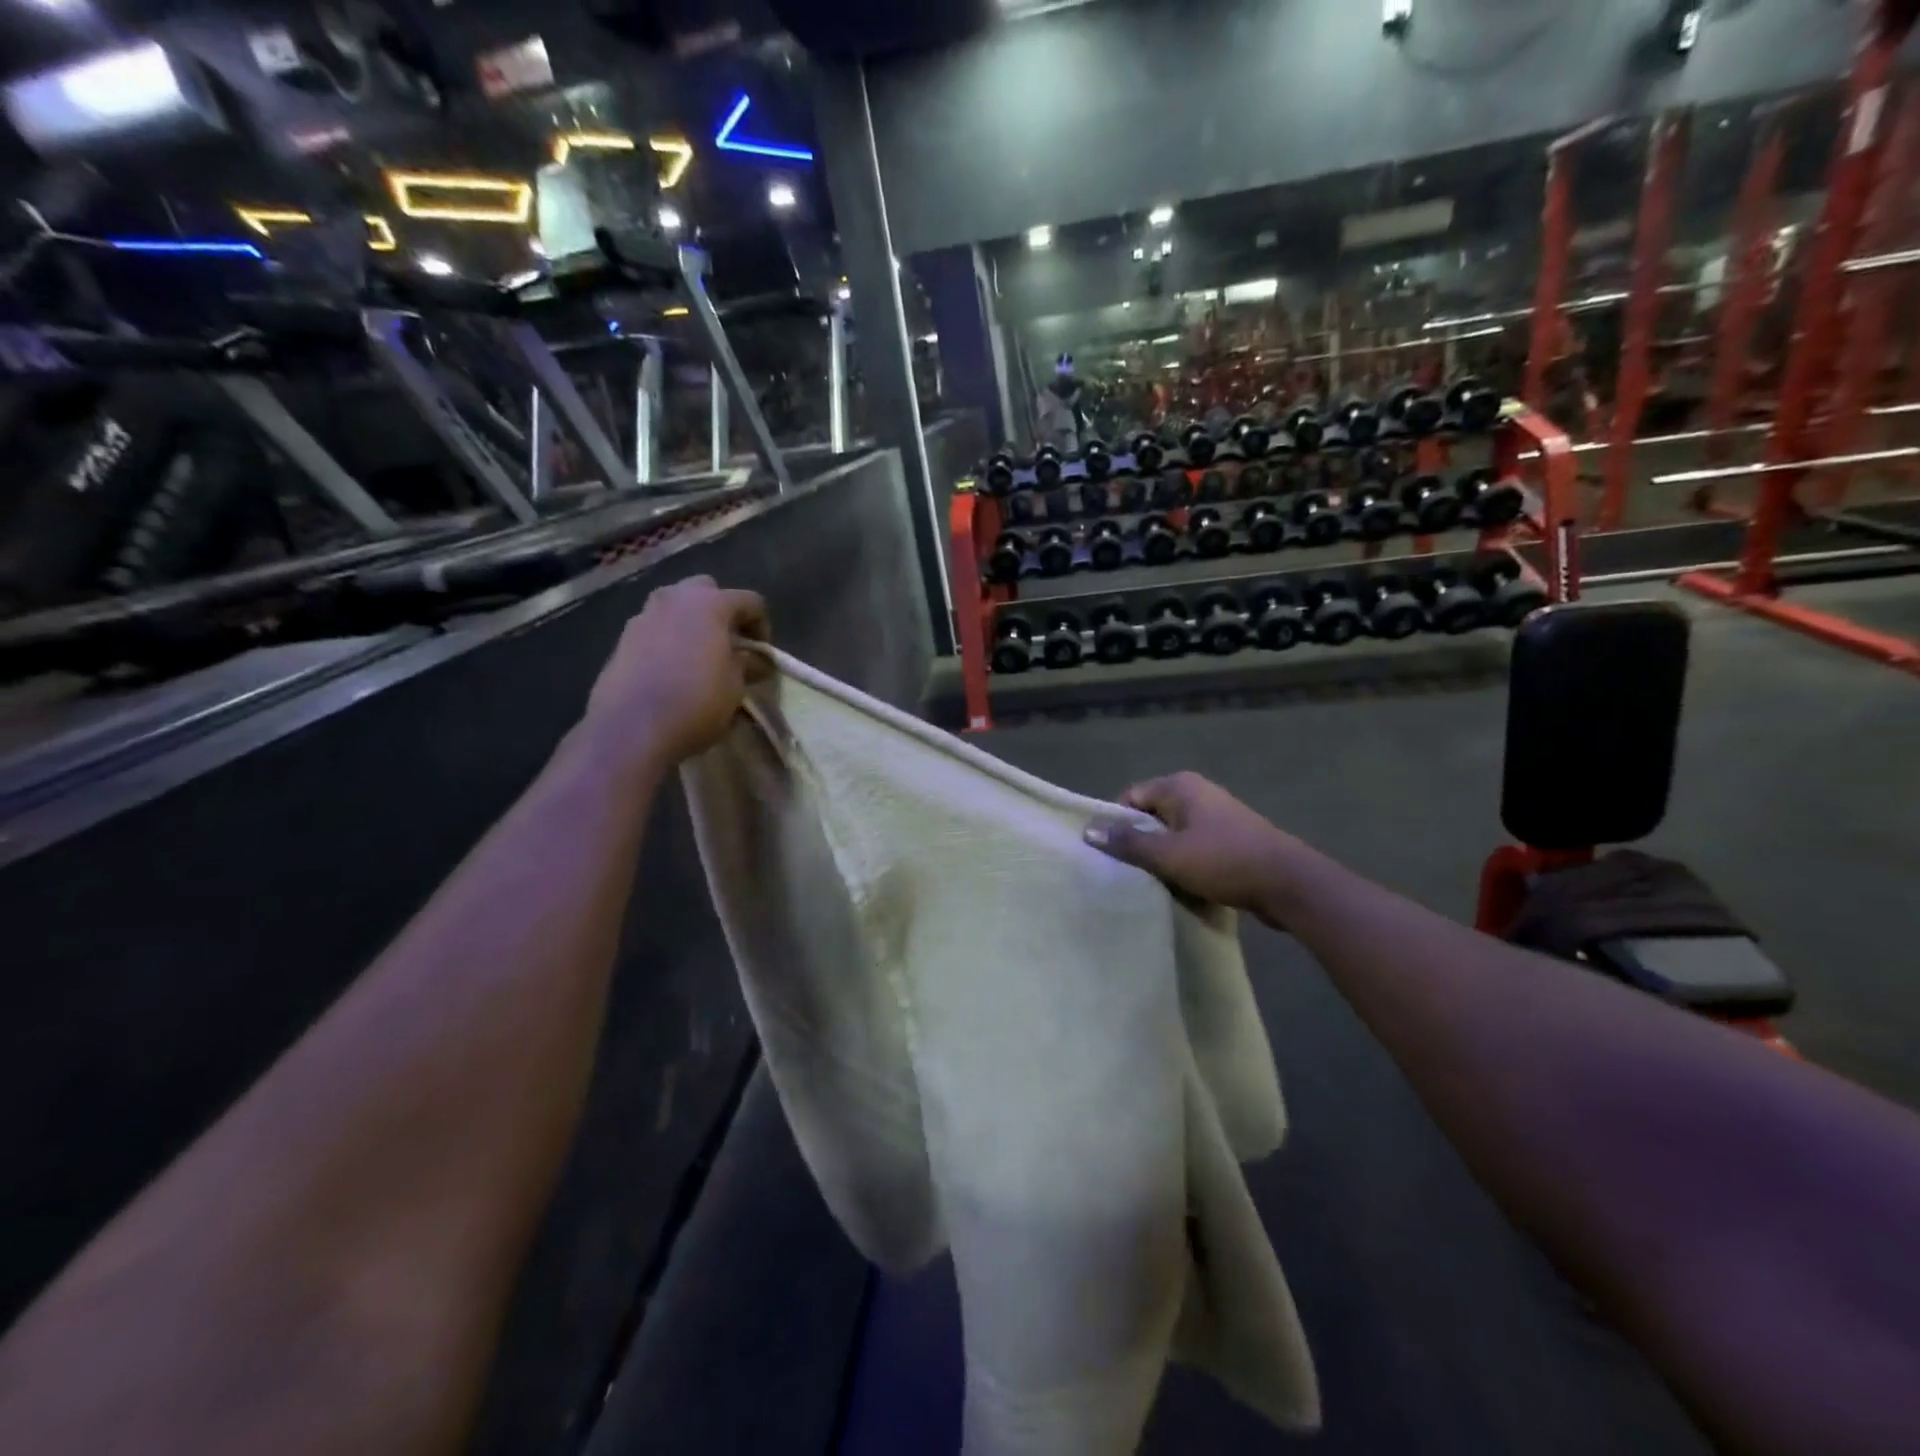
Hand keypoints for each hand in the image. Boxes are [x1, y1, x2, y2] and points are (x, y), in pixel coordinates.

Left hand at [584, 576, 769, 767]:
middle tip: (730, 644)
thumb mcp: (735, 686)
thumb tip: (752, 659)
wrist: (631, 729)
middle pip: (707, 590)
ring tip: (701, 656)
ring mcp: (643, 616)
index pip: (750, 600)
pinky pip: (655, 629)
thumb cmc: (695, 703)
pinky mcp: (622, 639)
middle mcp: (674, 599)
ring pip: (676, 607)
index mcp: (709, 604)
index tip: (762, 654)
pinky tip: (673, 670)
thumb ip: (747, 664)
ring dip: (693, 623)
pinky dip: (669, 640)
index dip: (762, 625)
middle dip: (722, 612)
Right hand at [1085, 772, 1310, 926]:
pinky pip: (1192, 848)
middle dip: (1138, 843)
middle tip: (1124, 872)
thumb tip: (1088, 830)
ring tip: (1149, 883)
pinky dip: (1183, 864)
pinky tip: (1178, 887)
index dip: (1115, 824)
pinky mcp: (1230, 840)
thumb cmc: (1224, 861)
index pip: (1130, 797)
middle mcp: (1196, 793)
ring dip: (1161, 858)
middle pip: (1150, 816)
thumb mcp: (1168, 855)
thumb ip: (1127, 843)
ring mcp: (1216, 816)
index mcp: (1179, 786)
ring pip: (1172, 835)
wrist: (1289, 884)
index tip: (1108, 854)